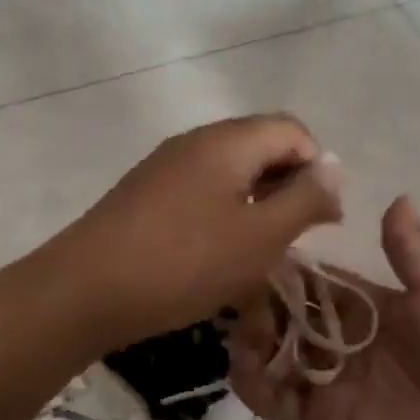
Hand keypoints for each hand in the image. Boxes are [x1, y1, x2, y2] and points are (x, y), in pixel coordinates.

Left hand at [49, 115, 343, 353]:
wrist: (86, 289)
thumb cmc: (184, 262)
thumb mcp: (259, 236)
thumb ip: (304, 198)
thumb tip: (333, 167)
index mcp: (227, 141)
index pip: (292, 130)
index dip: (318, 168)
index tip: (323, 219)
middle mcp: (196, 141)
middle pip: (260, 146)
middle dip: (288, 187)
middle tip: (294, 238)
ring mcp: (166, 166)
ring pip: (230, 171)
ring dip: (256, 203)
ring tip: (260, 251)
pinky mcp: (145, 193)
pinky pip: (200, 191)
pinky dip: (223, 213)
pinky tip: (218, 254)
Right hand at [229, 196, 419, 419]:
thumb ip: (411, 252)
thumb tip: (397, 195)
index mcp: (369, 310)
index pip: (315, 282)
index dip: (287, 267)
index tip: (253, 245)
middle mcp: (341, 342)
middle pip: (286, 315)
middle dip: (261, 302)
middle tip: (237, 290)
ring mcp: (327, 382)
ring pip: (273, 353)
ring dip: (251, 337)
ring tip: (241, 325)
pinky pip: (274, 400)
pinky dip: (251, 383)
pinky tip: (241, 363)